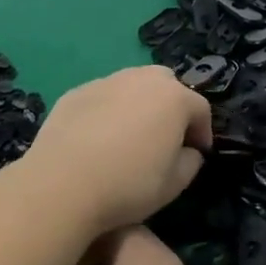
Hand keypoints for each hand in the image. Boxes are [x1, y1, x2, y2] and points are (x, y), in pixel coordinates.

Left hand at [16, 66, 212, 234]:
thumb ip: (191, 162)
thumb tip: (188, 150)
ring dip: (139, 104)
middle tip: (165, 137)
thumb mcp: (174, 184)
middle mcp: (141, 79)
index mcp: (173, 98)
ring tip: (130, 135)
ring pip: (132, 85)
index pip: (200, 108)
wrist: (62, 183)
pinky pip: (103, 96)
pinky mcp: (76, 91)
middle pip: (166, 84)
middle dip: (172, 106)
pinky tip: (98, 137)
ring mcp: (105, 81)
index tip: (197, 153)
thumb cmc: (128, 185)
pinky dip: (108, 110)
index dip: (203, 131)